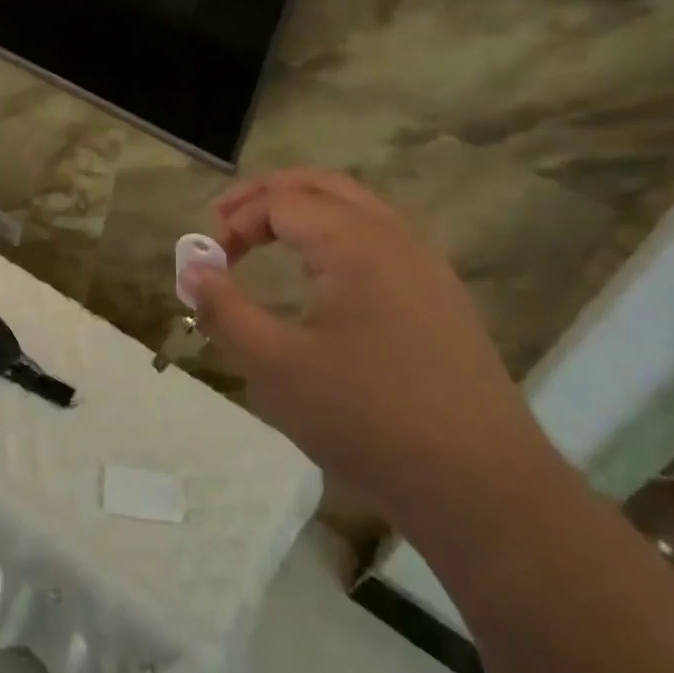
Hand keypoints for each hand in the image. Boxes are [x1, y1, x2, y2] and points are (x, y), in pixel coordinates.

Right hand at [184, 170, 547, 532]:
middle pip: (323, 186)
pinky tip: (321, 276)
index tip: (209, 262)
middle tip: (225, 219)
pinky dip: (336, 236)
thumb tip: (192, 269)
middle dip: (268, 195)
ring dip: (305, 212)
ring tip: (266, 237)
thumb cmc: (367, 418)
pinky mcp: (441, 298)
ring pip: (357, 209)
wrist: (481, 485)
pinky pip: (380, 240)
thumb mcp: (275, 367)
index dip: (236, 221)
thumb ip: (225, 310)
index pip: (282, 202)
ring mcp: (426, 266)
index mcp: (356, 243)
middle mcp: (396, 238)